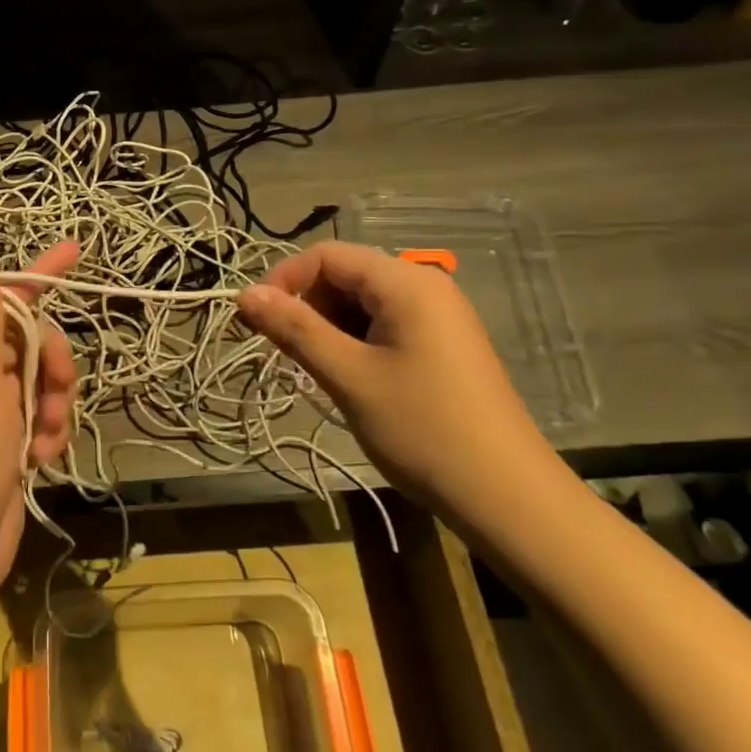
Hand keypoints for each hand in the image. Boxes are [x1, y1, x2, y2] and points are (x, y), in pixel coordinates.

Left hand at [0, 244, 79, 616]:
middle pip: (30, 345)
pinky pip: (40, 423)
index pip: (3, 302)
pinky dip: (47, 436)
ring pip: (41, 386)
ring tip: (43, 438)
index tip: (76, 250)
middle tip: (53, 389)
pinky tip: (41, 459)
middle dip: (50, 366)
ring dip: (52, 407)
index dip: (39, 275)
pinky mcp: (7, 450)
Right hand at [237, 243, 556, 514]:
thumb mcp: (348, 376)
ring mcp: (438, 315)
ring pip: (361, 302)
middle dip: (307, 306)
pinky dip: (355, 341)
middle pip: (345, 274)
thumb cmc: (422, 428)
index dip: (284, 280)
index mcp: (406, 282)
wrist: (507, 496)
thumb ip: (294, 329)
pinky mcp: (442, 343)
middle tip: (287, 353)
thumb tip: (243, 294)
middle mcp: (425, 286)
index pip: (327, 255)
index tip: (256, 320)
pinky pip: (384, 323)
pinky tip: (352, 378)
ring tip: (321, 372)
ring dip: (329, 327)